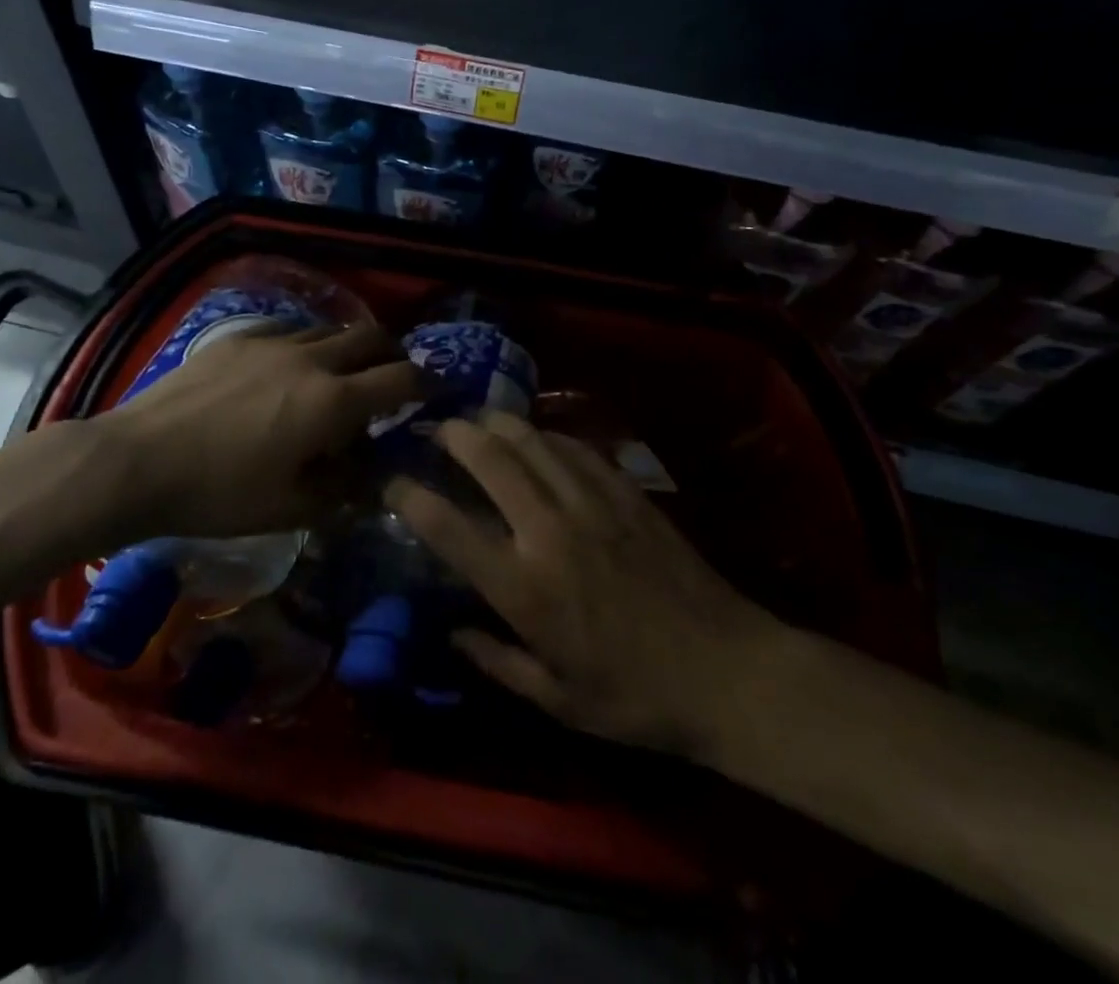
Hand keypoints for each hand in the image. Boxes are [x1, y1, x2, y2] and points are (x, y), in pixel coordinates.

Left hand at [102, 320, 420, 540]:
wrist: (139, 460)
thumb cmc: (220, 494)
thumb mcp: (292, 507)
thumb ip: (344, 488)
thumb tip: (373, 475)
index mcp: (333, 401)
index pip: (401, 379)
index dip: (429, 383)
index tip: (439, 390)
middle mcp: (312, 360)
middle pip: (372, 337)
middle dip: (395, 353)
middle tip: (394, 375)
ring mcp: (273, 341)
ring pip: (330, 329)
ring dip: (349, 347)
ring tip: (341, 372)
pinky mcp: (239, 337)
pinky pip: (289, 328)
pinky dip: (307, 342)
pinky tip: (290, 363)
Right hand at [388, 410, 792, 762]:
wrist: (727, 672)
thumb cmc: (635, 698)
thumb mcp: (556, 700)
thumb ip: (495, 661)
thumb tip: (451, 631)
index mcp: (523, 588)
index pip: (449, 528)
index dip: (410, 497)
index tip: (391, 481)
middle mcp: (549, 532)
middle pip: (490, 460)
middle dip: (454, 435)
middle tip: (435, 426)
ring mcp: (591, 504)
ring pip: (533, 442)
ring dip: (498, 423)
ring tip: (479, 418)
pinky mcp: (627, 493)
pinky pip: (577, 448)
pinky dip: (548, 435)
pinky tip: (539, 436)